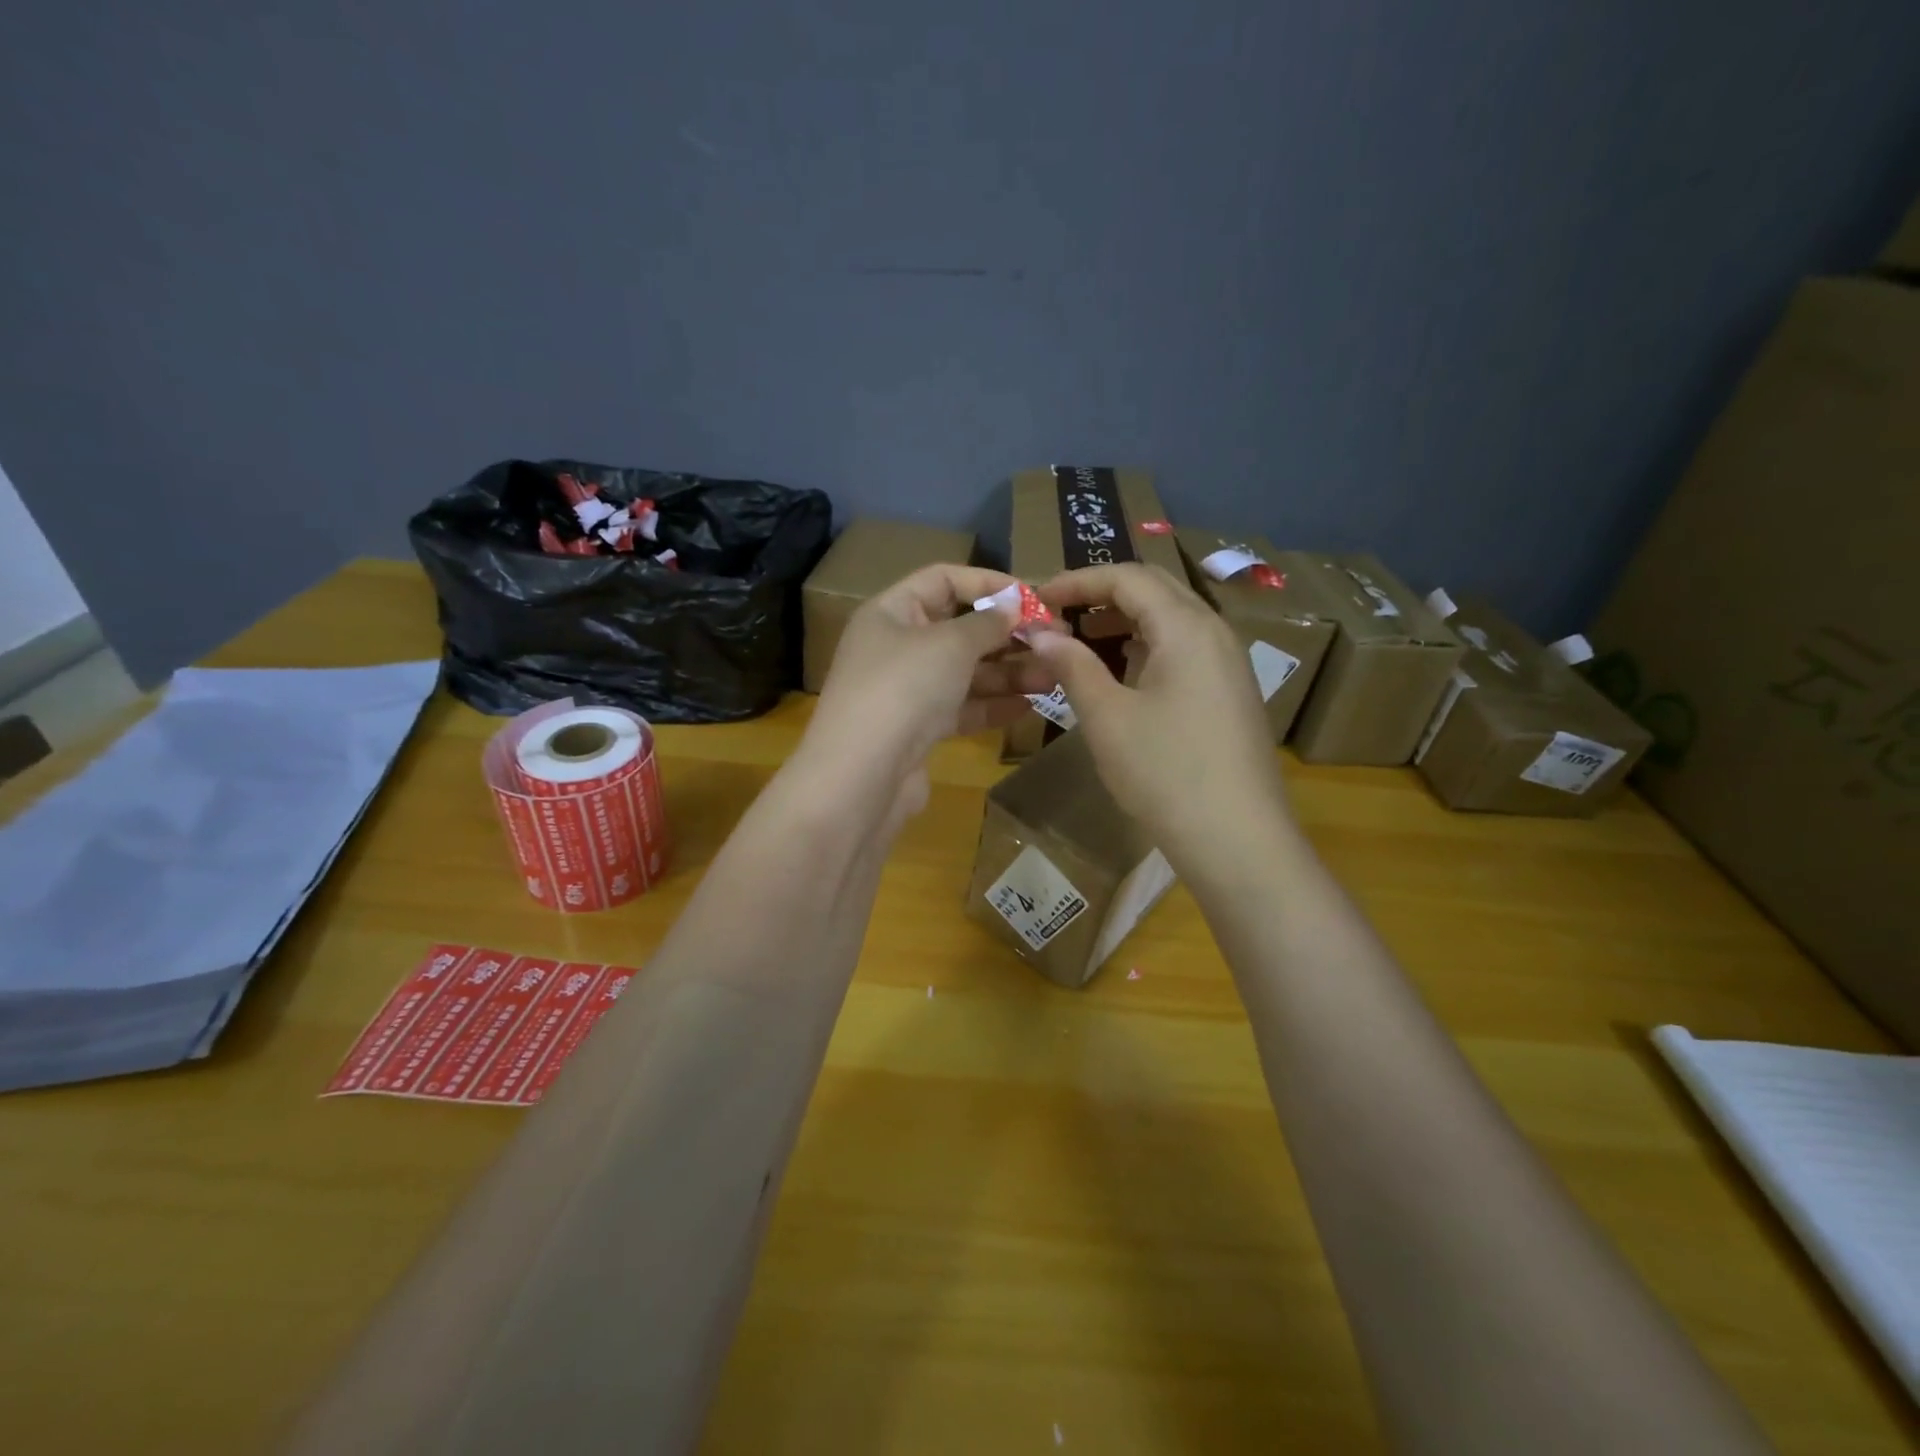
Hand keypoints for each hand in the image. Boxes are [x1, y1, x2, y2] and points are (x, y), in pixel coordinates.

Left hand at [802, 564, 1057, 828]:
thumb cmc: (904, 688)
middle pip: (958, 629)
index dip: (988, 583)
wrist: (862, 776)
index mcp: (891, 612)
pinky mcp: (917, 730)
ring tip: (1053, 676)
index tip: (1033, 597)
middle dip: (1007, 634)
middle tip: (1055, 640)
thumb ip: (988, 623)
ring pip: (964, 672)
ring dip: (1008, 672)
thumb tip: (1014, 607)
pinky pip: (961, 708)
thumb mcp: (951, 643)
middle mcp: (896, 647)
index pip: (942, 579)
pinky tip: (1030, 706)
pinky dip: (993, 705)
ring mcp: (906, 691)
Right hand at [1031, 564, 1289, 858]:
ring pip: (1171, 619)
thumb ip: (1072, 665)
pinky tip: (1121, 673)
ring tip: (1081, 642)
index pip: (1128, 577)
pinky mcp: (1231, 691)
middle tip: (1057, 615)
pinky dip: (1146, 646)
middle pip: (1155, 589)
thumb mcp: (1107, 717)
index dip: (1078, 580)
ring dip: (1124, 620)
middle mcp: (1214, 631)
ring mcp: (1229, 662)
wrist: (1237, 839)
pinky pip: (1184, 648)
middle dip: (1102, 594)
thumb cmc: (1165, 772)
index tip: (1038, 599)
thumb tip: (1041, 632)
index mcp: (1186, 627)